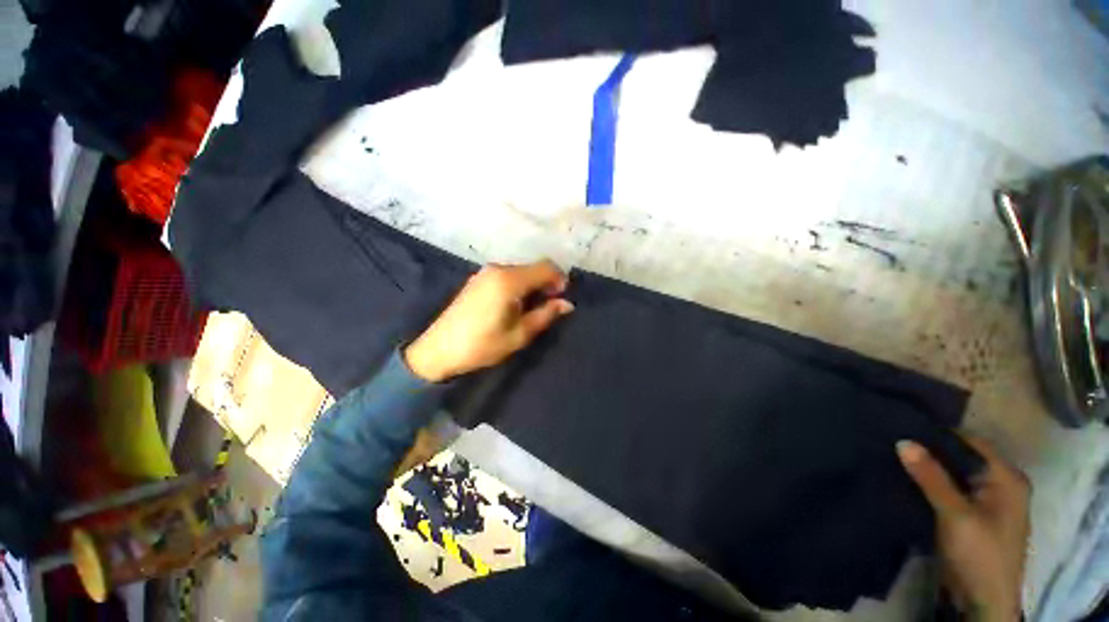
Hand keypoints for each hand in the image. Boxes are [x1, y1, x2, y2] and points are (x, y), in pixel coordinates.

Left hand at [404, 261, 574, 382]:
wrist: (439, 350)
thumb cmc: (482, 345)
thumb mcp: (519, 334)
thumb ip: (545, 315)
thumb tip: (567, 304)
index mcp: (509, 280)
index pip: (546, 267)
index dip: (560, 280)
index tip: (562, 299)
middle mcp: (498, 269)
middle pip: (533, 267)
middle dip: (547, 283)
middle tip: (549, 307)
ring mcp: (485, 272)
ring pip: (521, 271)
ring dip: (533, 285)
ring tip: (532, 309)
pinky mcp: (478, 279)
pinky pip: (507, 275)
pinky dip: (519, 285)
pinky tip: (514, 305)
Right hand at [897, 438, 1029, 621]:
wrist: (982, 602)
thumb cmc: (979, 554)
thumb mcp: (955, 515)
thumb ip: (932, 478)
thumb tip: (903, 441)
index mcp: (1007, 478)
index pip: (971, 442)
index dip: (939, 434)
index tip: (903, 426)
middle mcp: (1000, 484)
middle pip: (962, 457)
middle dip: (930, 451)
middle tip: (893, 440)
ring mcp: (987, 501)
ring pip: (953, 474)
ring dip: (928, 468)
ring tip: (894, 455)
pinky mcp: (972, 515)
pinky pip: (950, 489)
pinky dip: (930, 483)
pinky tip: (906, 477)